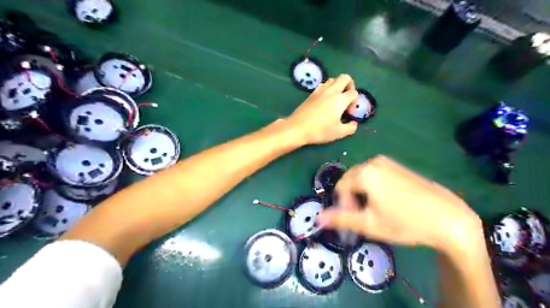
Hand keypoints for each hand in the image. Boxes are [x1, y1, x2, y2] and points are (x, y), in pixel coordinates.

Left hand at [286, 74, 358, 145]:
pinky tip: (325, 100)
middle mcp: (331, 91)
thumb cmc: (320, 131)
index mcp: (340, 99)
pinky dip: (327, 89)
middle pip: (345, 77)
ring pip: (332, 79)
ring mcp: (320, 91)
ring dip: (338, 85)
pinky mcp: (311, 94)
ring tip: (336, 99)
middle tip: (347, 98)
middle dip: (350, 85)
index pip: (354, 92)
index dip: (355, 101)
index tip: (349, 113)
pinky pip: (322, 85)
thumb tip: (354, 123)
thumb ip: (350, 128)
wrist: (297, 128)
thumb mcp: (338, 133)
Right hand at [316, 156, 482, 254]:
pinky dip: (373, 187)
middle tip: (362, 217)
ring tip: (374, 210)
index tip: (353, 220)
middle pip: (350, 180)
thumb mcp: (369, 224)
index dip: (342, 205)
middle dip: (351, 198)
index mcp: (364, 172)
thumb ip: (341, 219)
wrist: (449, 219)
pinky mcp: (399, 166)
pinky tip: (387, 202)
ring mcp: (388, 162)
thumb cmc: (405, 222)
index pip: (340, 187)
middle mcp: (374, 162)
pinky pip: (376, 174)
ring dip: (362, 193)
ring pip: (363, 177)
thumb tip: (318, 218)